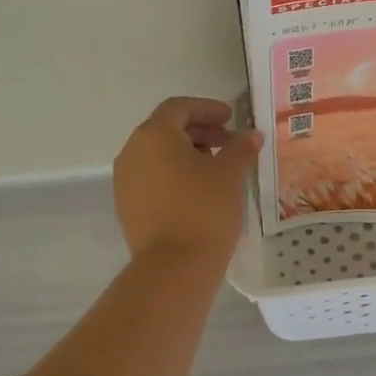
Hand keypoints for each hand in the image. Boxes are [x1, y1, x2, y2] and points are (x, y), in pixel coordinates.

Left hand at [113, 97, 261, 260]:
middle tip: (228, 142)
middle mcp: (132, 152)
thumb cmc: (204, 208)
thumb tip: (251, 135)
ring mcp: (125, 181)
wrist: (174, 267)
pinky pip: (152, 178)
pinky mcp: (126, 207)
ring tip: (216, 167)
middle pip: (166, 129)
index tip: (231, 119)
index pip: (179, 108)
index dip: (207, 108)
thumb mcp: (230, 173)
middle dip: (199, 131)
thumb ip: (240, 147)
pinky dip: (174, 174)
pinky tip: (198, 190)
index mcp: (153, 135)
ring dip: (187, 153)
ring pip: (158, 155)